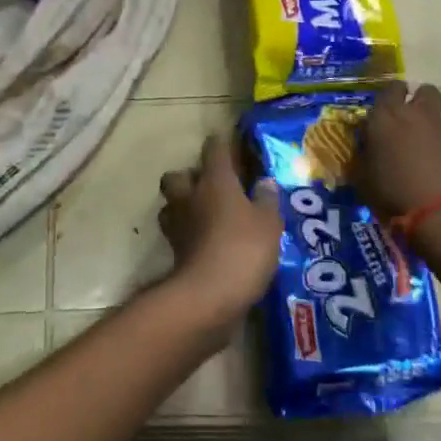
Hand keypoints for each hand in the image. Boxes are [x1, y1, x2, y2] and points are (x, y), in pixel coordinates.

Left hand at [159, 134, 282, 329]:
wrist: (209, 296)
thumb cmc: (243, 248)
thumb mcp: (268, 223)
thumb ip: (267, 200)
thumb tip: (265, 182)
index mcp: (215, 180)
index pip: (214, 149)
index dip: (222, 144)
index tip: (232, 145)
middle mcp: (191, 195)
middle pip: (179, 175)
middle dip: (191, 177)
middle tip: (212, 187)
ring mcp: (178, 224)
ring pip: (172, 203)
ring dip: (184, 205)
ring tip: (206, 215)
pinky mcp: (174, 252)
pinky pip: (178, 233)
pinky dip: (188, 234)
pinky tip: (205, 242)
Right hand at [357, 82, 440, 224]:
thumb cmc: (394, 193)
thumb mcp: (364, 178)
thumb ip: (364, 157)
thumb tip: (365, 151)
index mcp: (386, 115)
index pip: (389, 89)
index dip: (390, 96)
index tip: (386, 109)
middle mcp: (416, 113)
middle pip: (424, 90)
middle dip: (419, 99)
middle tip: (410, 119)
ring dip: (434, 123)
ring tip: (428, 146)